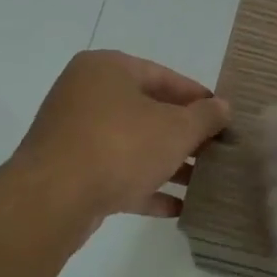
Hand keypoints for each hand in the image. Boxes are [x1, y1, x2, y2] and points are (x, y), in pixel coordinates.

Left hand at [15, 50, 230, 224]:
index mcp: (108, 69)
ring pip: (131, 144)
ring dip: (167, 163)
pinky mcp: (68, 171)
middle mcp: (86, 94)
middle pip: (147, 111)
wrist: (52, 199)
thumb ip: (204, 117)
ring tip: (202, 182)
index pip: (163, 76)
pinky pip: (114, 173)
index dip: (197, 97)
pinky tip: (176, 207)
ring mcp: (73, 134)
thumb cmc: (119, 146)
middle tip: (215, 151)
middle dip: (183, 134)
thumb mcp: (175, 129)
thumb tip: (223, 107)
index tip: (223, 117)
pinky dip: (143, 186)